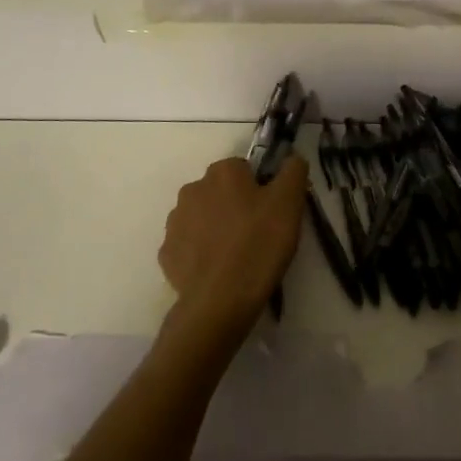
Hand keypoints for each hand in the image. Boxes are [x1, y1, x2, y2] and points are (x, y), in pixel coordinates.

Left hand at [158, 155, 306, 344]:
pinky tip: (217, 269)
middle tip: (257, 233)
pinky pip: (189, 244)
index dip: (260, 188)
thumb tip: (292, 158)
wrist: (220, 302)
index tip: (270, 212)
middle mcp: (193, 188)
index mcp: (222, 172)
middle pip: (221, 191)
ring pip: (202, 216)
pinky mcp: (166, 253)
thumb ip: (293, 171)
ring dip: (216, 226)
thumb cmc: (259, 245)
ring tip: (237, 254)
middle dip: (236, 205)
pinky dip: (201, 252)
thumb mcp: (290, 203)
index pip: (244, 168)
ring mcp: (175, 222)